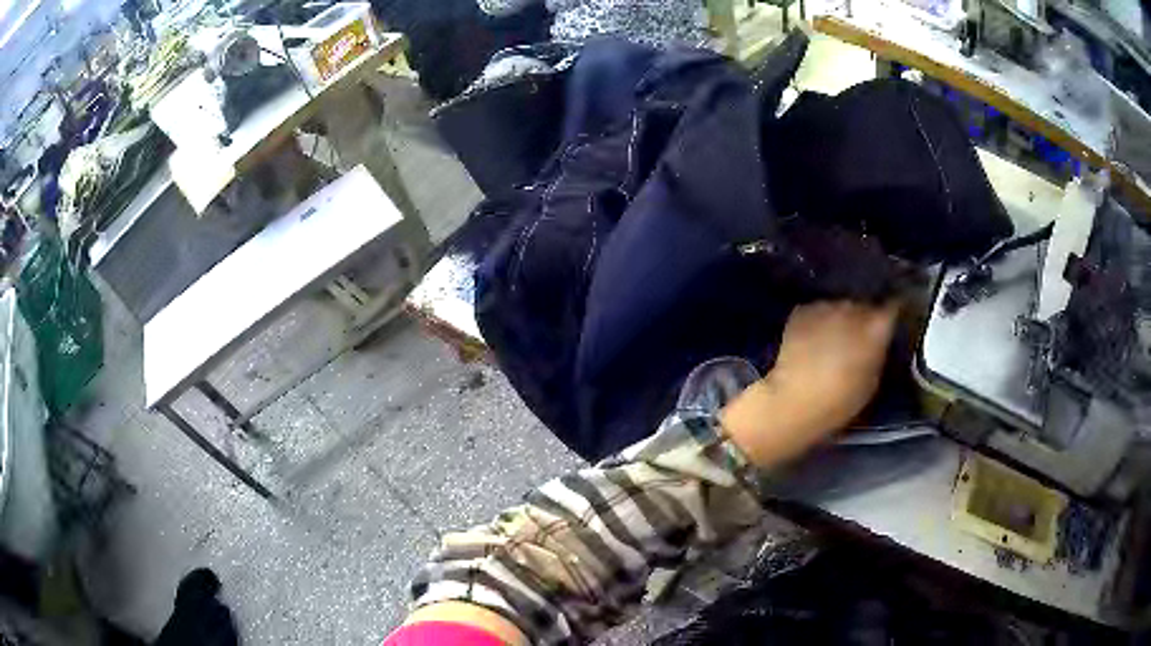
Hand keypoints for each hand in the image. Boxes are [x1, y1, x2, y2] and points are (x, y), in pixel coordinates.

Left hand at [720, 300, 899, 467]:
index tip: (893, 318)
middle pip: (864, 306)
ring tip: (833, 339)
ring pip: (839, 307)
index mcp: (875, 327)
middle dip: (864, 318)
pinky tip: (812, 339)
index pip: (893, 307)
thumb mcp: (872, 382)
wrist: (793, 401)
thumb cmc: (840, 401)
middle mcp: (853, 308)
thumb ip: (878, 352)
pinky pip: (817, 311)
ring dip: (840, 319)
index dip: (894, 311)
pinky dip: (817, 321)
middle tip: (859, 338)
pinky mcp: (802, 310)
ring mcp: (826, 306)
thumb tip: (878, 340)